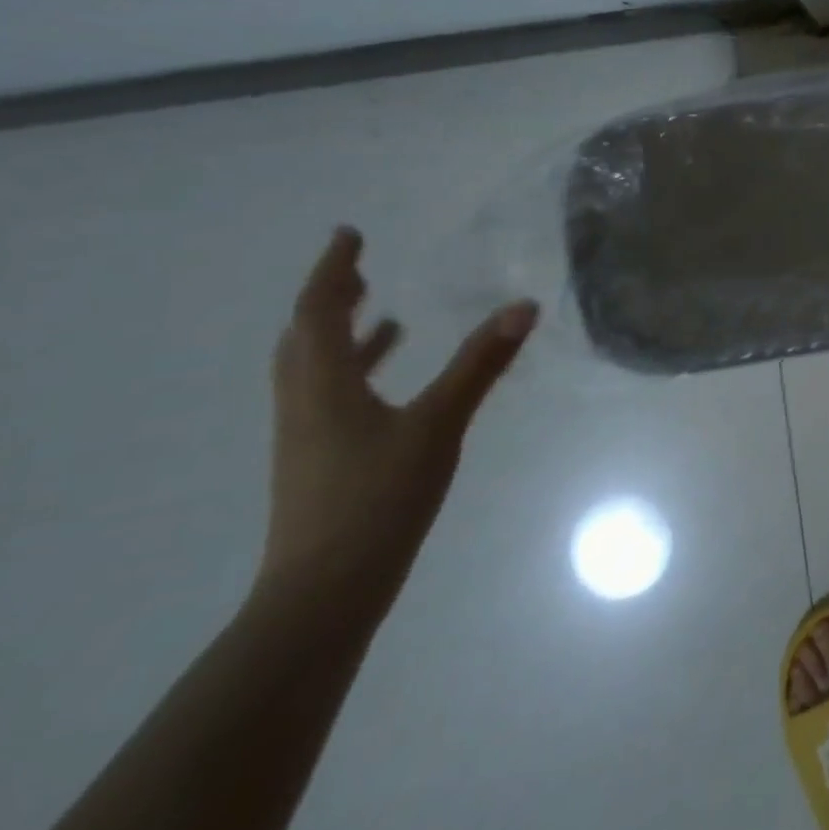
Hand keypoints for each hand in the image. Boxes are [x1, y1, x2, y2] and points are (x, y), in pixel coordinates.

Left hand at [255, 227, 537, 616]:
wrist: (324, 594)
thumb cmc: (377, 499)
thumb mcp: (438, 425)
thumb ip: (481, 364)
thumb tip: (523, 307)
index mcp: (323, 385)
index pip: (319, 311)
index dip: (333, 270)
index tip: (349, 235)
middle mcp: (305, 403)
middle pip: (305, 338)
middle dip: (330, 299)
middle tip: (360, 269)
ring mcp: (307, 436)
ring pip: (315, 369)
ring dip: (342, 335)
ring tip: (383, 315)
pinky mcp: (320, 461)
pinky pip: (332, 396)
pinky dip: (357, 372)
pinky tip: (391, 384)